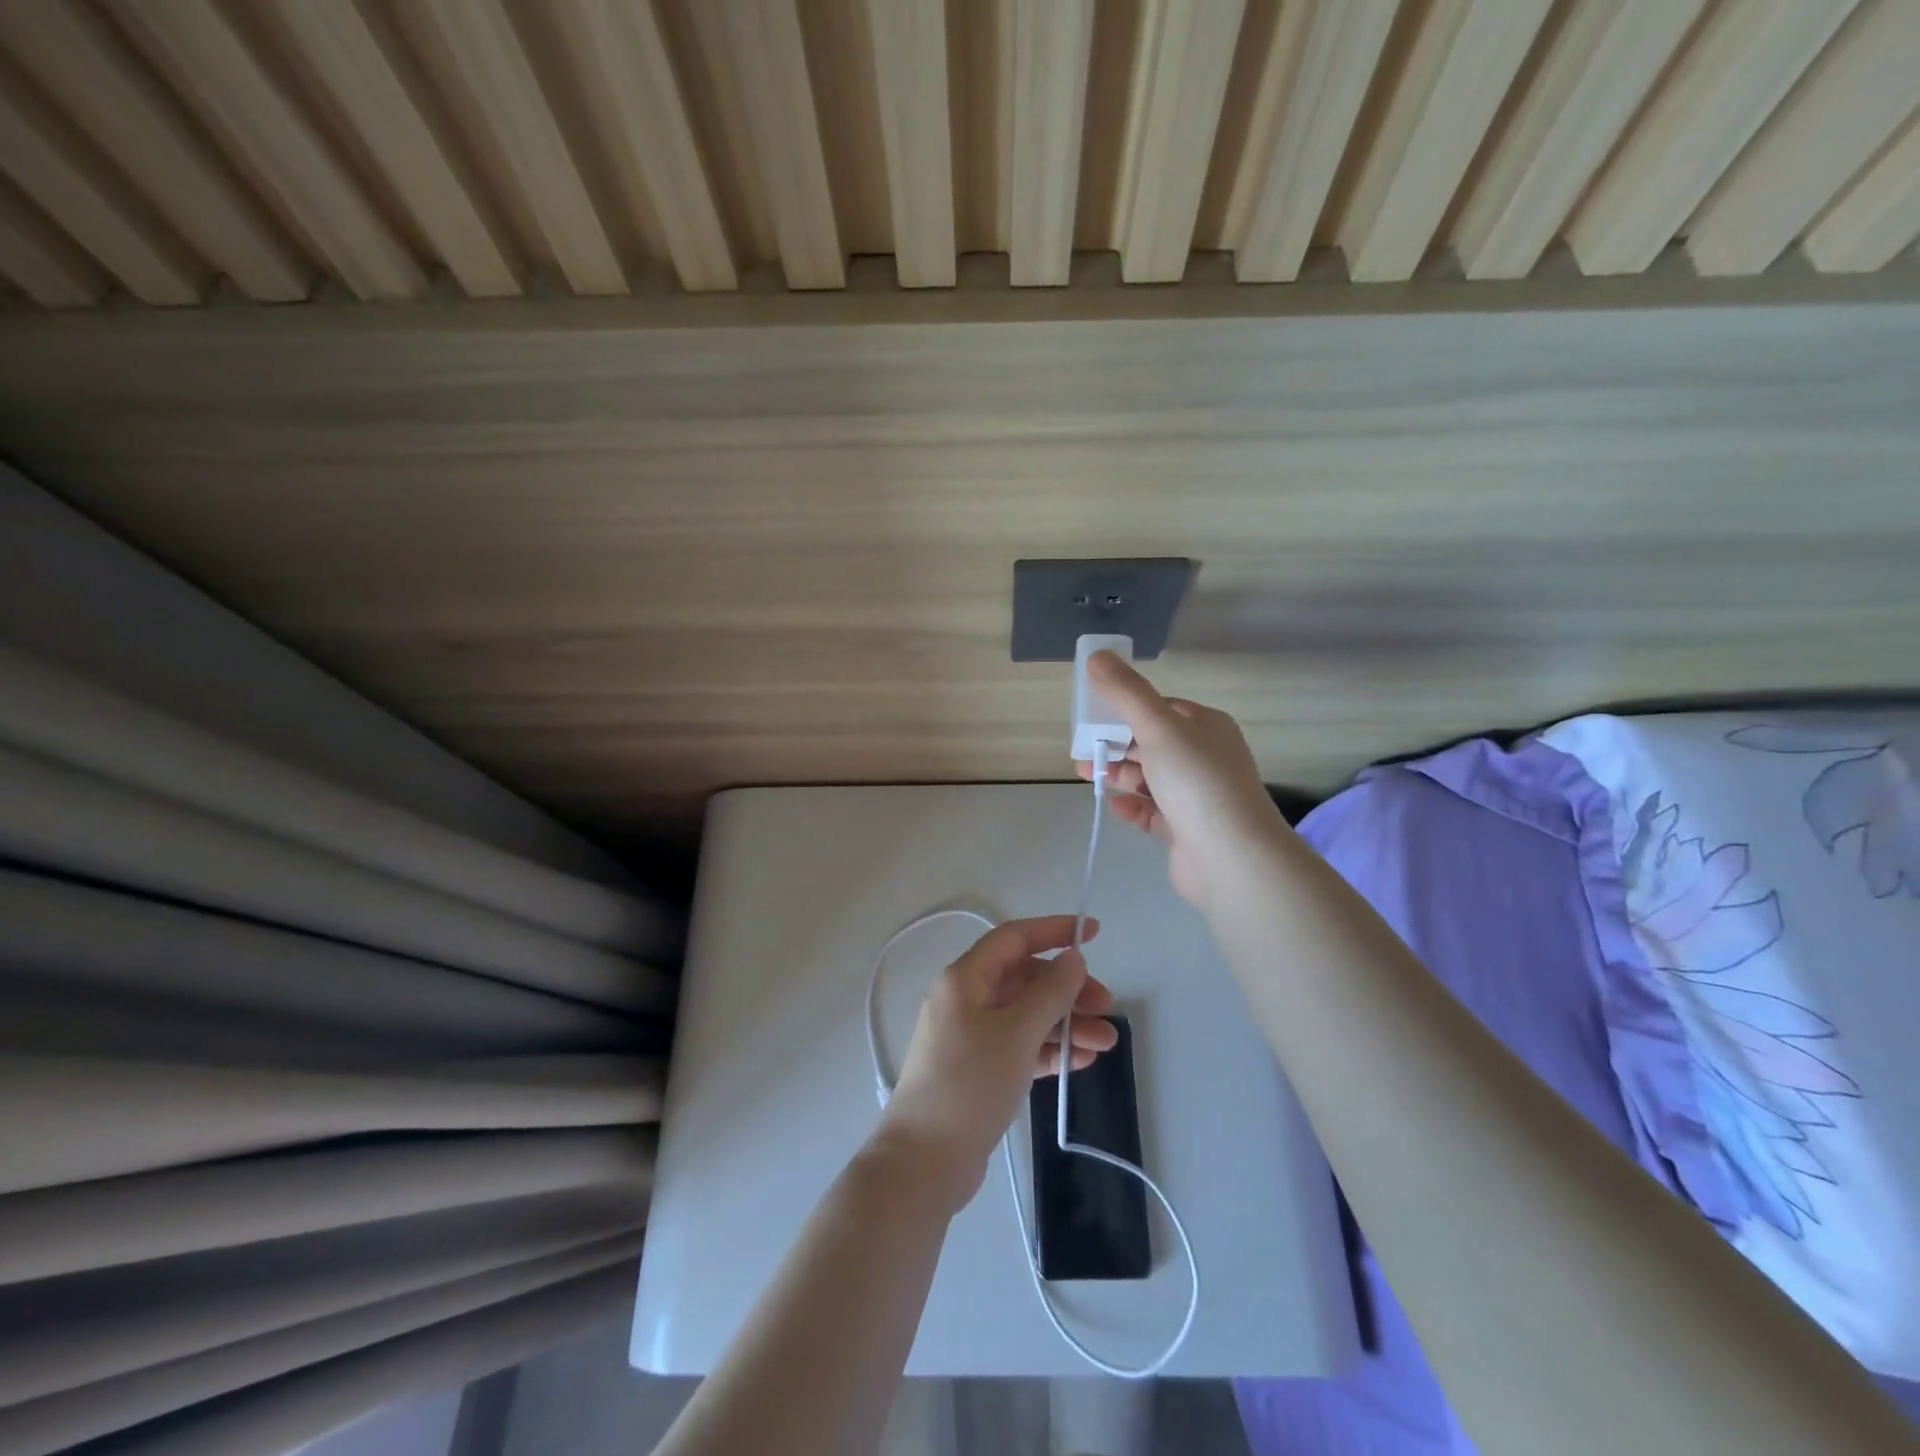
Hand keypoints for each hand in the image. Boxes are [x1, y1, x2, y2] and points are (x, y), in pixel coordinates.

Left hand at [876, 915, 1117, 1211]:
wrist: (925, 1161)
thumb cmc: (970, 1085)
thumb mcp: (1016, 1033)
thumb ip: (1049, 993)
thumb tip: (1073, 958)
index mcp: (965, 979)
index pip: (1014, 939)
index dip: (1054, 931)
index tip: (1094, 933)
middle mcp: (966, 1000)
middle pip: (1025, 979)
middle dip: (1068, 990)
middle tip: (1107, 1008)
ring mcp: (972, 1036)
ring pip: (1026, 1015)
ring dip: (1065, 1024)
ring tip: (1106, 1044)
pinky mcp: (979, 1070)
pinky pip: (1021, 1046)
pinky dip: (1049, 1050)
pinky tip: (1081, 1061)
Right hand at [1074, 651, 1288, 909]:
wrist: (1231, 857)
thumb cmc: (1196, 781)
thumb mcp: (1158, 727)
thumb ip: (1126, 692)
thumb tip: (1097, 655)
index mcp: (1206, 727)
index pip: (1162, 708)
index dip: (1127, 707)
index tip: (1093, 713)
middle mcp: (1205, 758)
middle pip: (1153, 744)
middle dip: (1116, 744)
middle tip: (1082, 748)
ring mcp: (1197, 797)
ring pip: (1150, 779)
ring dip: (1119, 774)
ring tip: (1085, 774)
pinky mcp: (1187, 831)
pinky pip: (1153, 812)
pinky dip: (1132, 806)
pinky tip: (1114, 805)